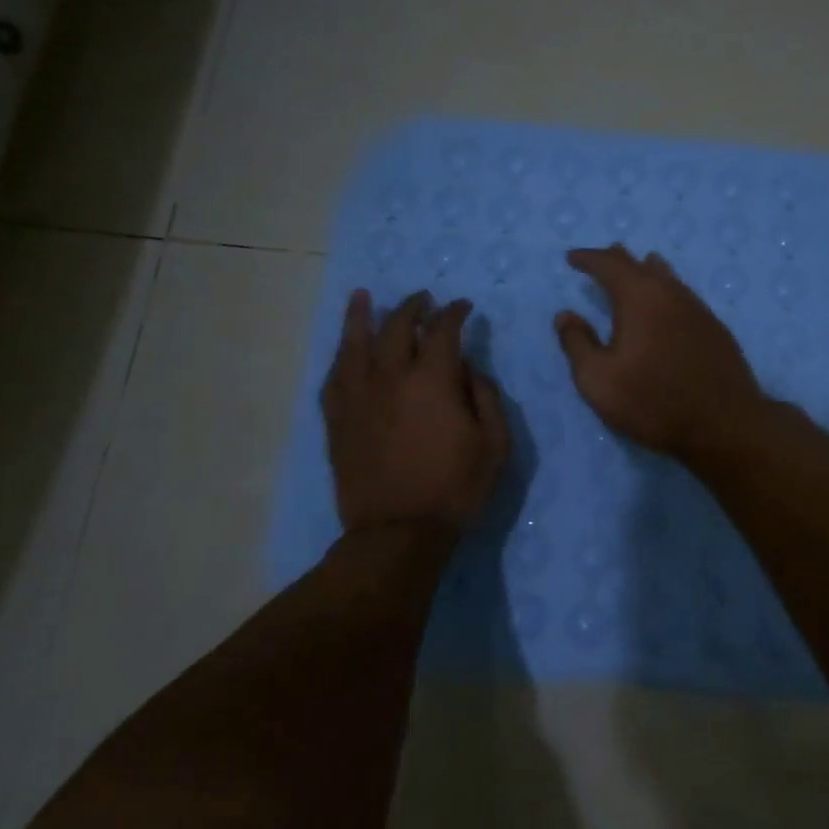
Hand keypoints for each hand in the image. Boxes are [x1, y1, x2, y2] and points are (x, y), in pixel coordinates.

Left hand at [322, 290, 509, 533]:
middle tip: (423, 299)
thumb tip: (469, 368)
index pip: (443, 330)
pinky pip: (334, 377)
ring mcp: (358, 396)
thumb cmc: (455, 488)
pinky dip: (341, 357)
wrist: (398, 531)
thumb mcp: (494, 444)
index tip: (463, 307)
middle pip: (396, 326)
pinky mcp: (337, 419)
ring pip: (354, 343)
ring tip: (362, 297)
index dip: (454, 313)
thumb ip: (486, 397)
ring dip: (360, 316)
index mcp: (432, 380)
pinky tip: (344, 350)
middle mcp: (390, 377)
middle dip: (412, 307)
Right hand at [554, 245, 768, 461]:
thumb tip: (565, 315)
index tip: (572, 258)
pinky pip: (684, 296)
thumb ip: (577, 344)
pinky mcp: (715, 329)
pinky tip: (668, 304)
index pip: (610, 265)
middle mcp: (671, 294)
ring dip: (647, 271)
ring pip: (668, 278)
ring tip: (639, 266)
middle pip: (641, 265)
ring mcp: (698, 310)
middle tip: (602, 258)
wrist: (724, 424)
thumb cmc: (653, 402)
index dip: (589, 259)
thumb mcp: (599, 380)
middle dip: (618, 259)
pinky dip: (667, 291)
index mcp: (639, 298)